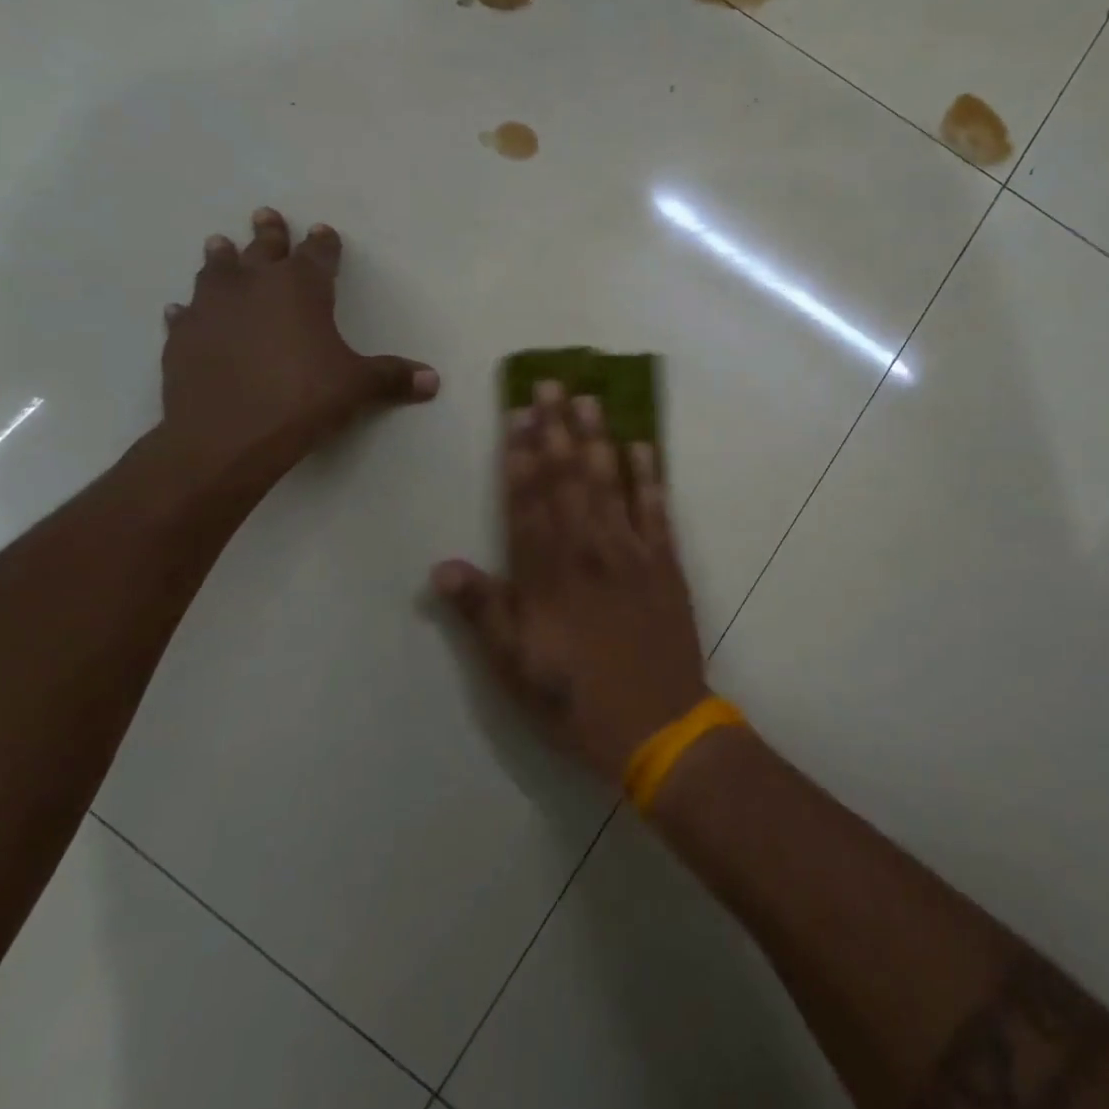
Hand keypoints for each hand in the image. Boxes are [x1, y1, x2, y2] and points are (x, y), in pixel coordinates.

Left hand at [158, 208, 437, 488]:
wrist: (226, 436)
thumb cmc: (303, 399)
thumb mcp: (357, 387)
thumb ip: (392, 377)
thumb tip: (433, 380)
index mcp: (300, 288)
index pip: (317, 255)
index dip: (323, 244)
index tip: (323, 232)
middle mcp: (252, 286)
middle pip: (262, 249)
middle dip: (269, 233)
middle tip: (266, 214)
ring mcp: (211, 309)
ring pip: (216, 271)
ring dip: (221, 258)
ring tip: (220, 245)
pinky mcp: (181, 338)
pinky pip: (186, 316)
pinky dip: (190, 311)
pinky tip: (184, 311)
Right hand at [433, 382, 708, 784]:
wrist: (658, 726)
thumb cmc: (576, 701)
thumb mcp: (513, 669)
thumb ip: (481, 613)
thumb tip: (442, 565)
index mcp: (545, 574)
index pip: (527, 500)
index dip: (520, 453)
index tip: (517, 412)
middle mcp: (587, 550)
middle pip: (567, 478)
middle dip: (556, 428)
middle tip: (552, 383)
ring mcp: (631, 552)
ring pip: (610, 482)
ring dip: (598, 437)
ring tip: (590, 398)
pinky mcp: (666, 563)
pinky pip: (657, 508)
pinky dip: (650, 474)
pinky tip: (643, 445)